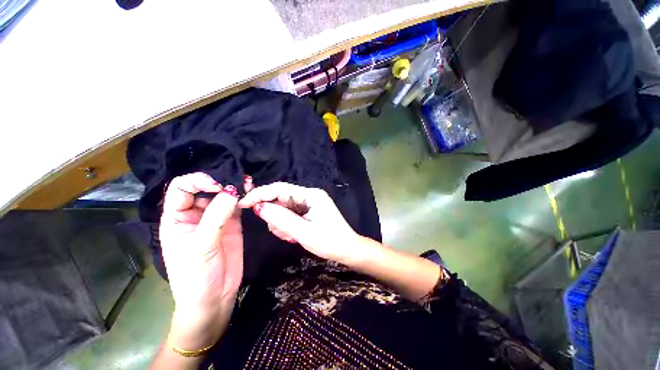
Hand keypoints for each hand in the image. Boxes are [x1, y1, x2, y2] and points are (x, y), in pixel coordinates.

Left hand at [159, 172, 242, 349]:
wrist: (214, 298)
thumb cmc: (195, 277)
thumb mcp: (201, 246)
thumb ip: (216, 217)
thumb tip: (232, 190)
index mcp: (177, 218)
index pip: (181, 188)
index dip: (197, 181)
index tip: (217, 186)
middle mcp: (196, 215)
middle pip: (205, 188)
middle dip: (220, 181)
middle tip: (238, 182)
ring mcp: (216, 219)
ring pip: (223, 195)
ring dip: (234, 188)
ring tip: (248, 183)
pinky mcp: (233, 224)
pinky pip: (237, 206)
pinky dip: (244, 198)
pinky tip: (251, 193)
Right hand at [238, 182, 361, 265]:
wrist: (347, 250)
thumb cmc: (329, 241)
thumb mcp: (303, 232)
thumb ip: (281, 219)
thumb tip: (259, 207)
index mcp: (310, 195)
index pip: (280, 188)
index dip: (260, 194)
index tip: (243, 204)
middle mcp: (309, 195)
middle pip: (281, 198)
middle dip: (275, 215)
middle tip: (281, 231)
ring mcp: (309, 203)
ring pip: (284, 208)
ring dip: (281, 222)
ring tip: (291, 235)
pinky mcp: (308, 211)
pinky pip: (290, 214)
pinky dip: (287, 225)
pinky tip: (293, 235)